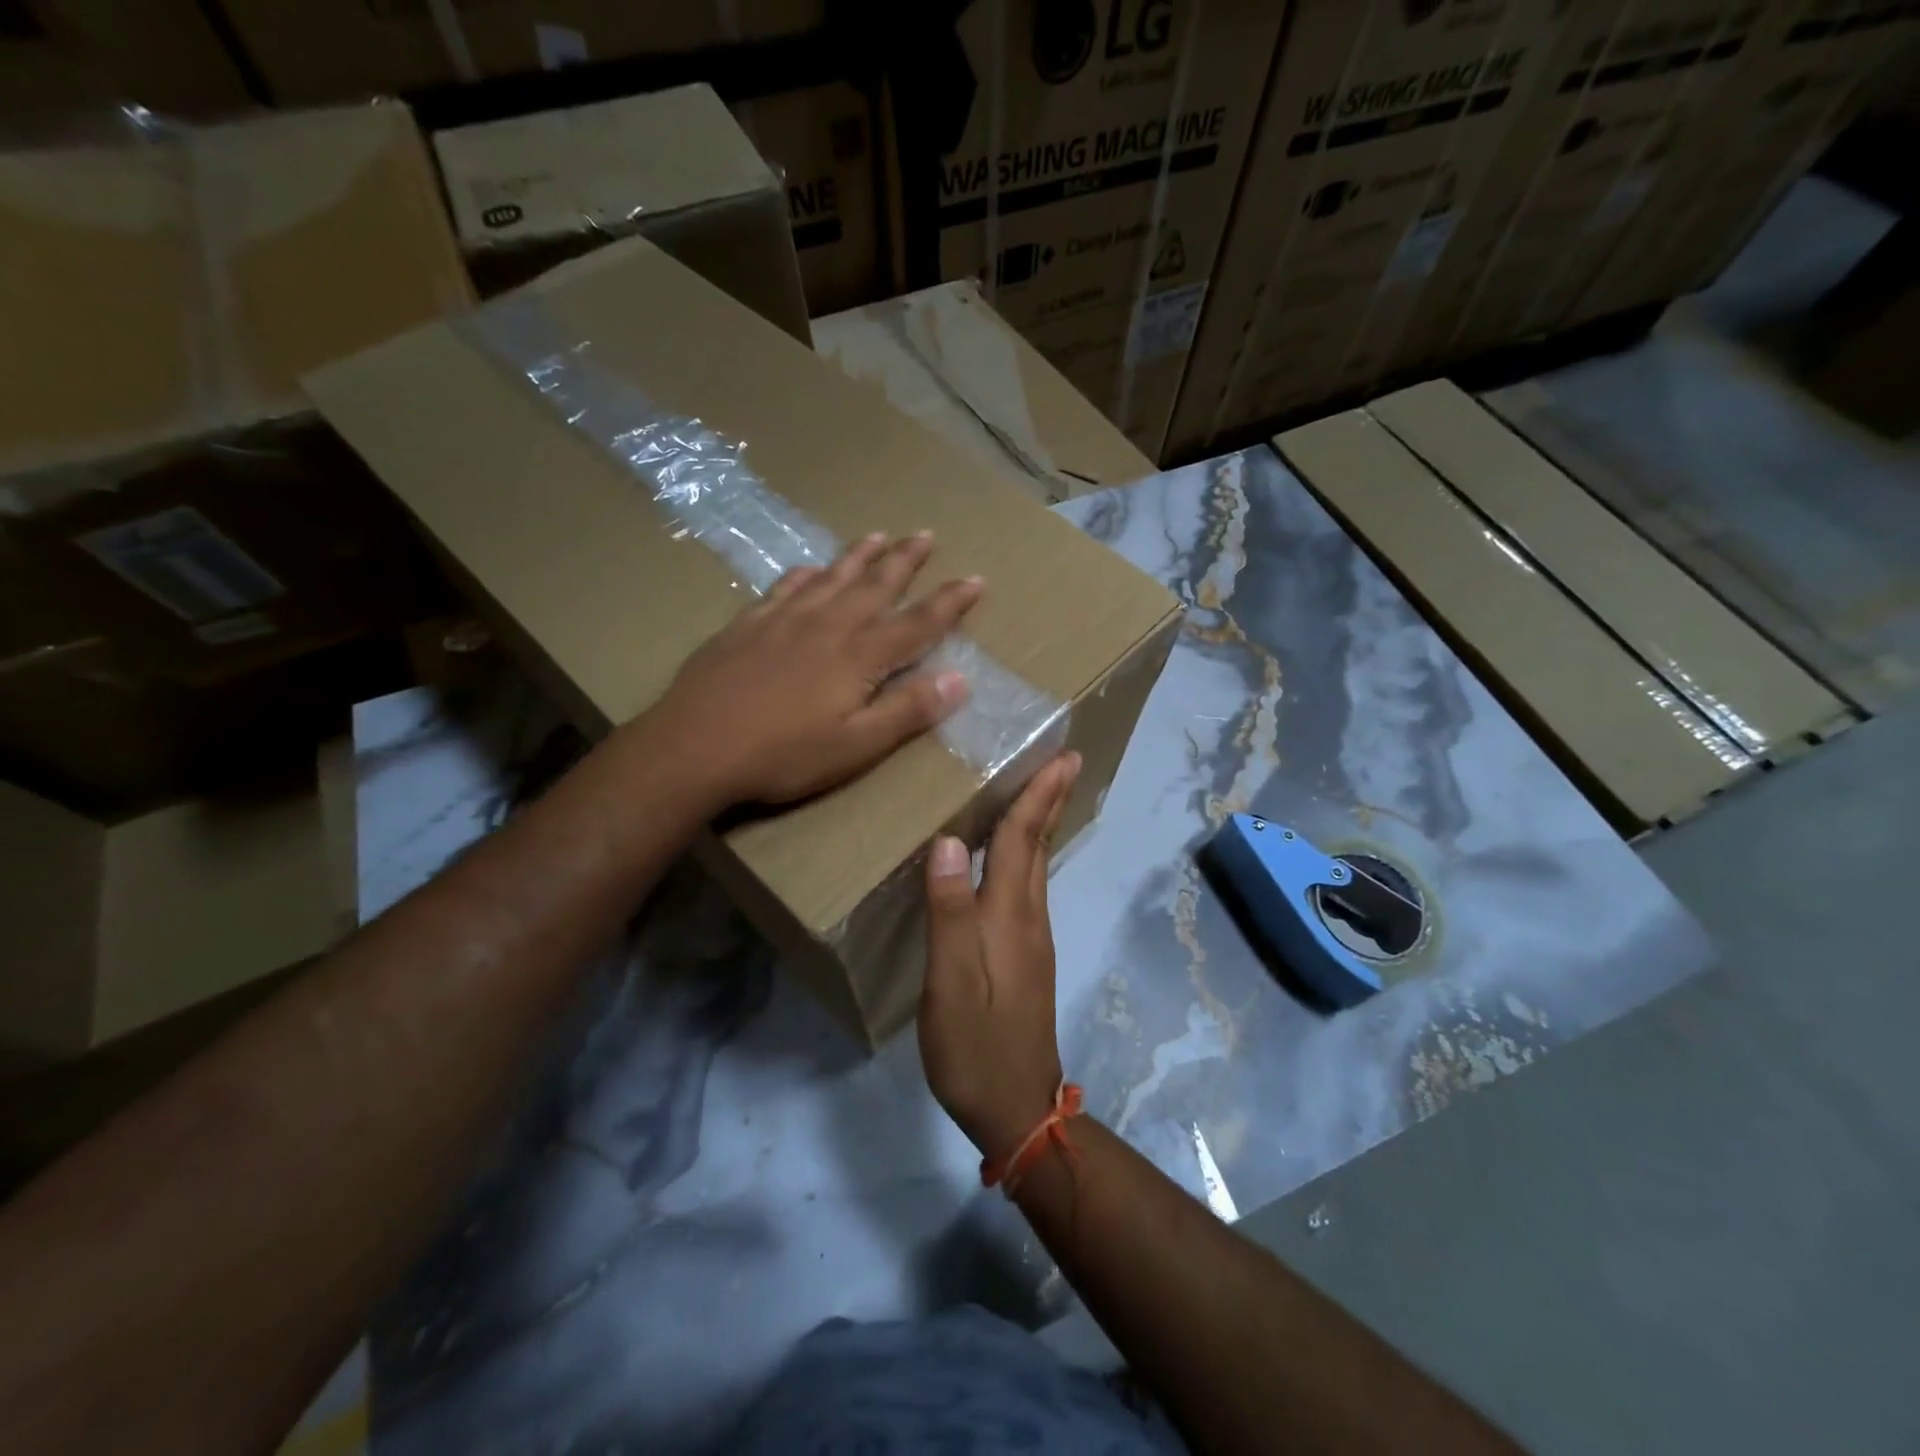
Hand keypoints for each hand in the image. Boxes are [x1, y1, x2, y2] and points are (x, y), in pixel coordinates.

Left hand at [643, 532, 981, 806]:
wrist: (694, 746)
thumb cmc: (783, 755)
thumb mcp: (856, 745)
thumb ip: (908, 711)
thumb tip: (961, 679)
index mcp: (859, 656)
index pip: (917, 623)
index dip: (949, 602)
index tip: (975, 579)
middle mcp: (827, 625)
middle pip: (874, 585)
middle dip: (904, 561)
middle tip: (924, 534)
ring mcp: (784, 620)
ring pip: (830, 577)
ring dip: (858, 556)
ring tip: (877, 535)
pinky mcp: (748, 625)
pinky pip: (784, 588)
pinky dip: (803, 574)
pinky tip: (806, 568)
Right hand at [919, 751, 1081, 1162]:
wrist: (1016, 1108)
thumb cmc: (976, 1045)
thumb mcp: (950, 983)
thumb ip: (949, 912)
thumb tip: (950, 842)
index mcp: (1009, 916)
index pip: (1023, 839)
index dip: (1040, 795)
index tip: (1065, 755)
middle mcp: (1028, 918)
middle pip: (1038, 846)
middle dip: (1049, 800)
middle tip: (1062, 761)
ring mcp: (1031, 939)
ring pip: (1035, 866)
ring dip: (1039, 824)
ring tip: (1036, 793)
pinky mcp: (1025, 957)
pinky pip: (1026, 888)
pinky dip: (1025, 855)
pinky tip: (1010, 858)